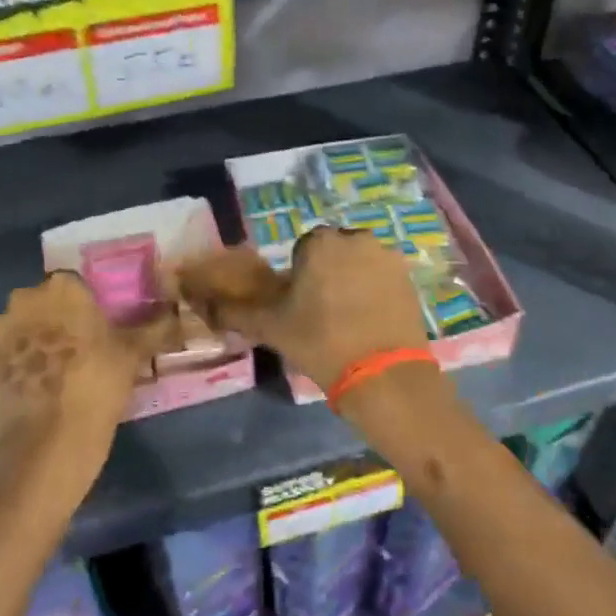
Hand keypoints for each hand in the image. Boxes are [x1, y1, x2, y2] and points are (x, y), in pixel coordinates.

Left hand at [0, 271, 164, 505]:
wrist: (46, 443)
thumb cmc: (96, 386)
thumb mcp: (133, 354)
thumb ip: (155, 327)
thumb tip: (176, 313)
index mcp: (64, 288)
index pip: (77, 283)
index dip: (88, 304)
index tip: (99, 327)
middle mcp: (26, 299)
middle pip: (46, 301)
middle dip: (59, 317)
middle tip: (81, 347)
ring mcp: (0, 330)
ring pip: (24, 324)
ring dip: (37, 337)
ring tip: (58, 368)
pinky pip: (8, 351)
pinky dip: (20, 361)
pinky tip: (38, 383)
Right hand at [177, 226, 430, 393]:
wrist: (384, 376)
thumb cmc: (320, 343)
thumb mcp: (270, 328)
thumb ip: (235, 312)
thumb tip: (205, 304)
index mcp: (321, 242)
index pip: (302, 250)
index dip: (298, 278)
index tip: (299, 307)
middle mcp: (357, 239)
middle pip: (333, 254)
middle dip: (327, 275)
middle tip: (321, 315)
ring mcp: (388, 258)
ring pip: (360, 265)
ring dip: (352, 283)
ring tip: (348, 322)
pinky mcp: (410, 280)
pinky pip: (383, 280)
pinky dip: (375, 295)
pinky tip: (370, 325)